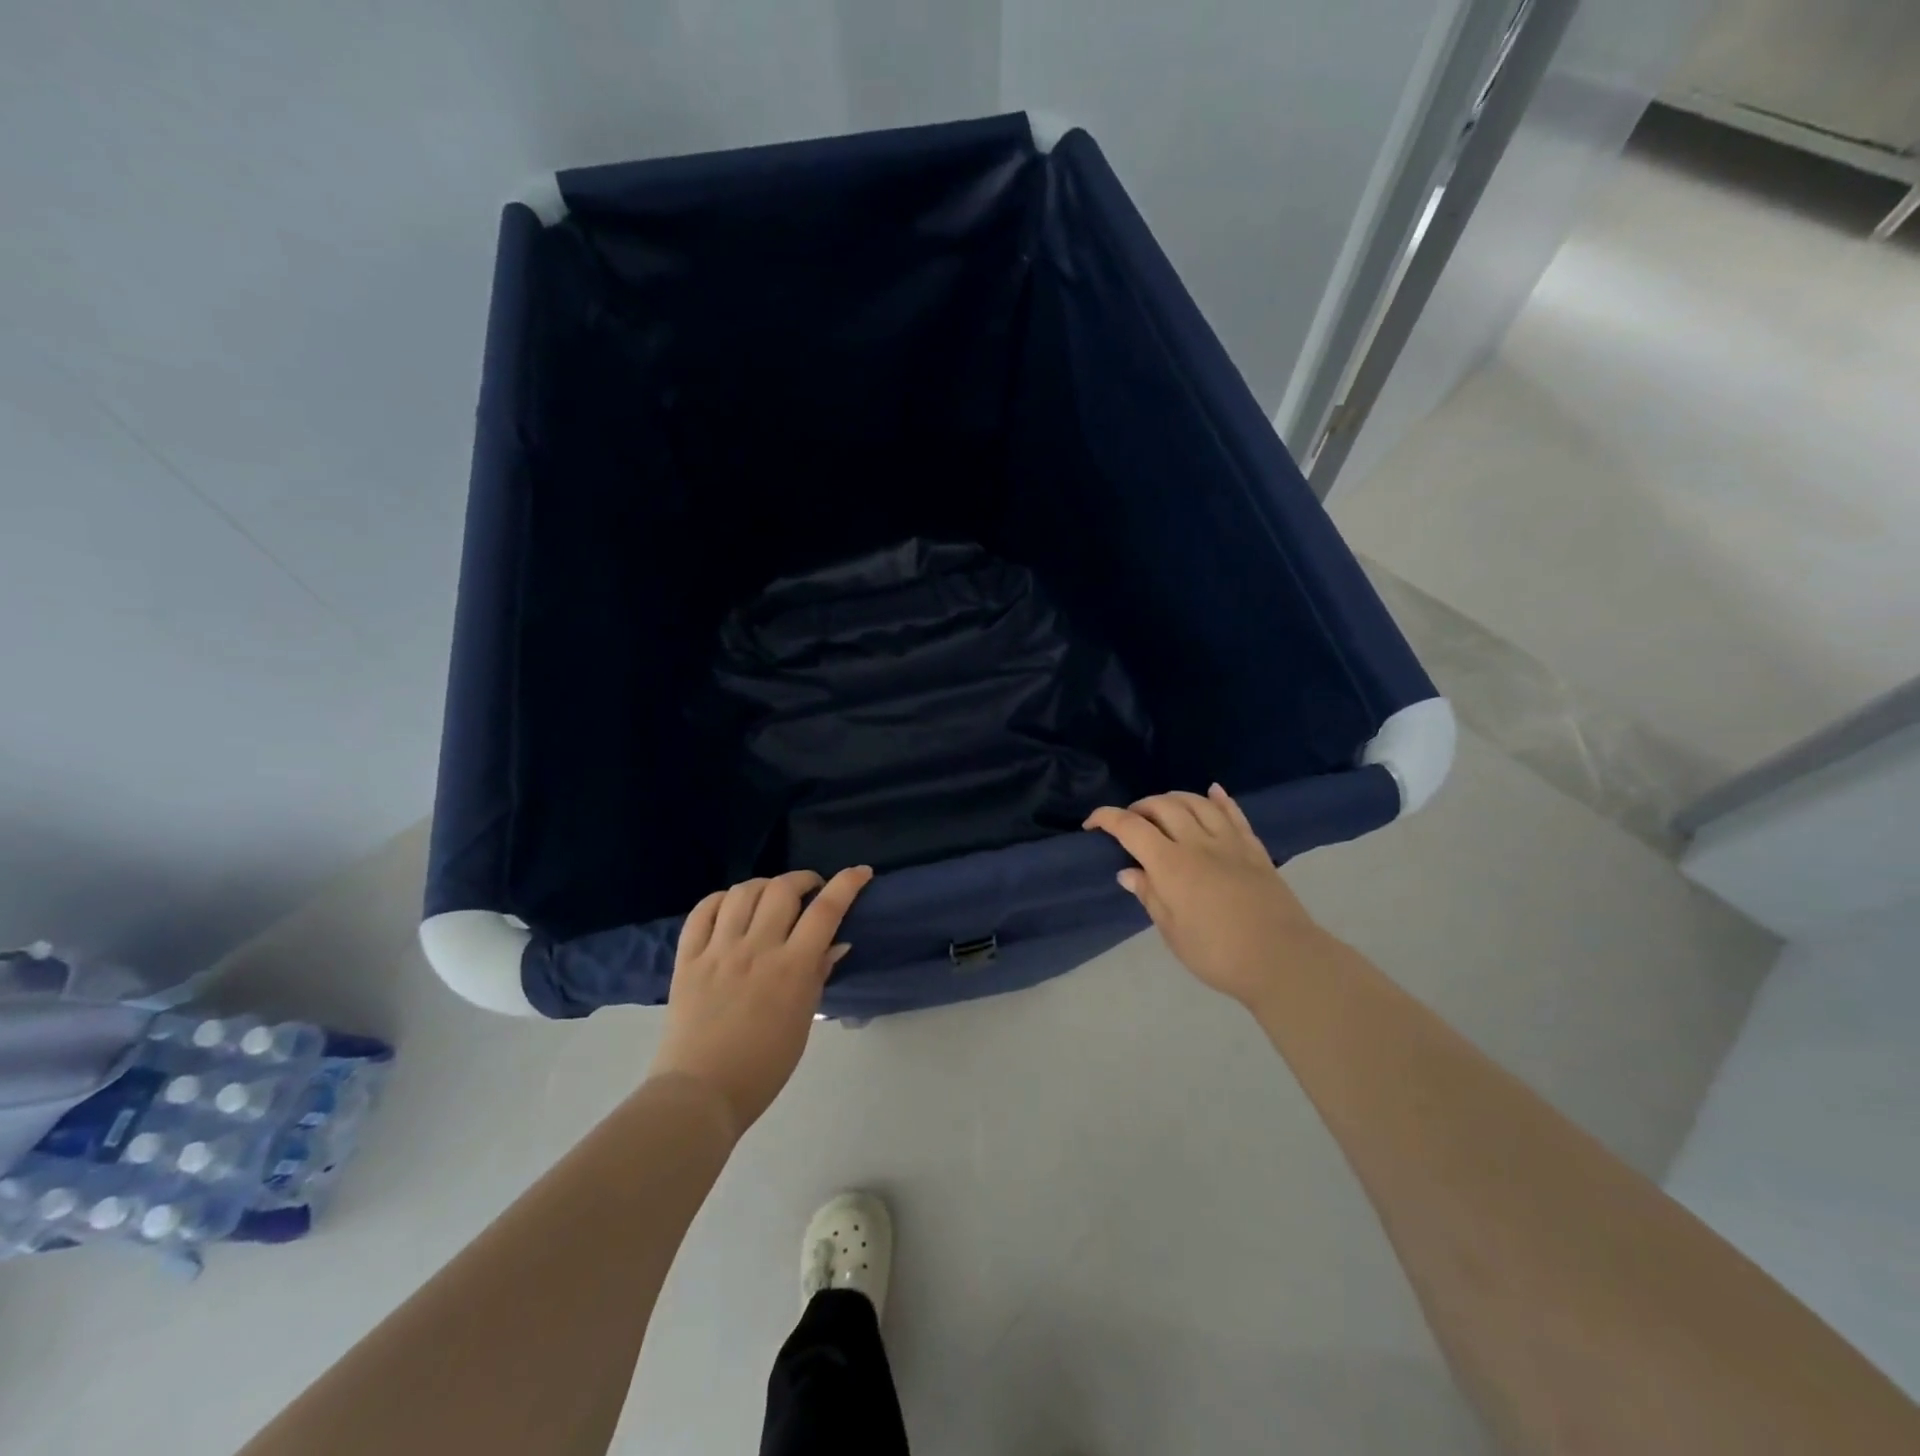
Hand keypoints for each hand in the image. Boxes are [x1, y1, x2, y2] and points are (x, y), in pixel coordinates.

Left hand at [649, 866, 872, 1135]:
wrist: (701, 1093)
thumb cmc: (763, 1066)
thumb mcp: (803, 1021)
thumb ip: (818, 975)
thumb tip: (836, 943)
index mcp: (791, 968)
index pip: (825, 911)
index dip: (847, 884)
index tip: (861, 872)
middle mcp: (756, 949)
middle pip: (782, 889)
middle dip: (803, 879)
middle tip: (810, 889)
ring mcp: (718, 951)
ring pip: (742, 892)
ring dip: (764, 885)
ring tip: (771, 896)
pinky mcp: (687, 958)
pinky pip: (701, 911)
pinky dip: (720, 899)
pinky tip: (730, 906)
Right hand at [1085, 784, 1332, 1010]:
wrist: (1284, 960)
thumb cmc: (1219, 954)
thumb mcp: (1173, 932)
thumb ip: (1150, 895)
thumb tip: (1128, 871)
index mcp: (1171, 865)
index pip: (1130, 827)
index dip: (1106, 818)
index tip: (1092, 824)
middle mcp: (1197, 843)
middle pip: (1163, 806)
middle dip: (1139, 807)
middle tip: (1129, 822)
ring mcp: (1229, 842)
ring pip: (1196, 802)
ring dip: (1173, 798)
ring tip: (1161, 808)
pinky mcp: (1254, 848)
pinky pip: (1234, 813)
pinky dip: (1219, 798)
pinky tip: (1212, 791)